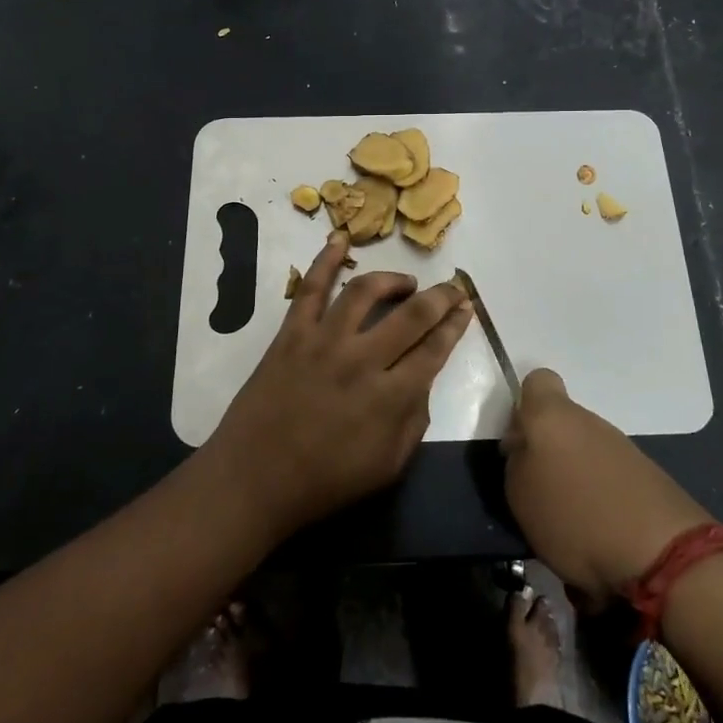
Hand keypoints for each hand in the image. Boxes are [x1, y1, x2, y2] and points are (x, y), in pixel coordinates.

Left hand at [206, 230, 471, 536]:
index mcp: (392, 398)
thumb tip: (421, 382)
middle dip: (440, 297)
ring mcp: (325, 342)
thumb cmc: (324, 482)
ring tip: (405, 282)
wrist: (254, 480)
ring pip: (365, 292)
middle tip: (452, 288)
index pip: (435, 349)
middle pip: (412, 315)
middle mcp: (363, 360)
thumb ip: (414, 422)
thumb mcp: (388, 467)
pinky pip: (310, 288)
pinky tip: (339, 240)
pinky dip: (325, 260)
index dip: (456, 325)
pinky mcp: (292, 334)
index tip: (467, 307)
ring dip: (392, 280)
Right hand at [501, 368, 712, 604]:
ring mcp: (620, 444)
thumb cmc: (576, 518)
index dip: (525, 406)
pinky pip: (609, 473)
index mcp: (551, 416)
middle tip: (539, 489)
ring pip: (585, 447)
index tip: (520, 441)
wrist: (663, 554)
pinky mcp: (646, 472)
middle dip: (548, 448)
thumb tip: (524, 448)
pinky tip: (600, 527)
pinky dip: (601, 493)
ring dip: (575, 473)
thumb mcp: (520, 496)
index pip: (537, 381)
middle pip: (560, 421)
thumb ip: (516, 462)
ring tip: (570, 517)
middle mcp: (588, 419)